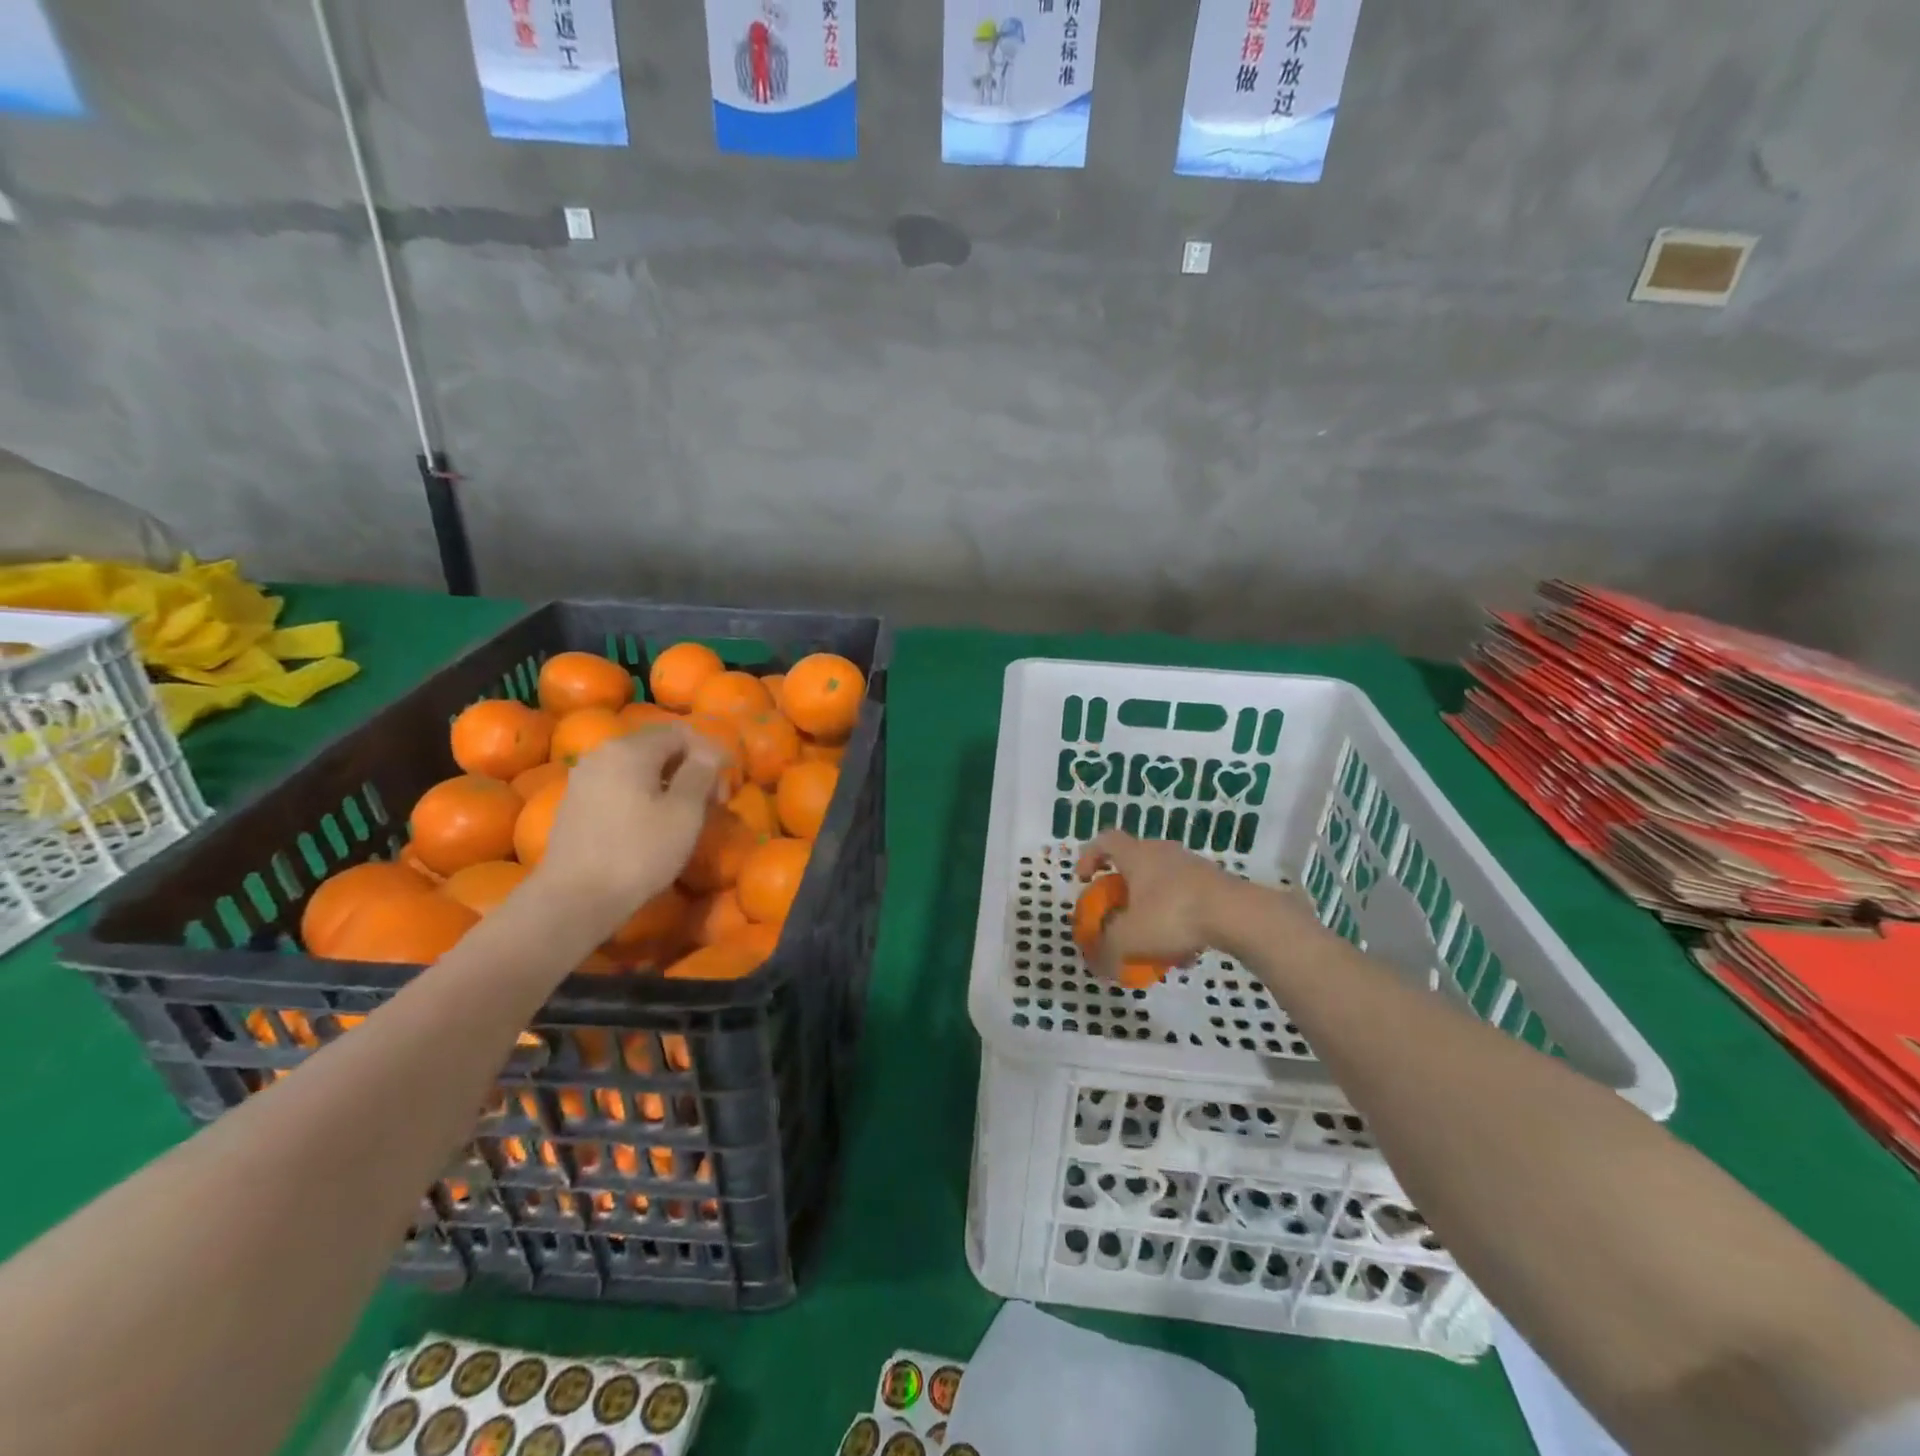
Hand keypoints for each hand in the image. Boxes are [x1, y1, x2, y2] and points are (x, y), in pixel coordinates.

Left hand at [531, 723, 722, 936]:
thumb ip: (700, 773)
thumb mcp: (684, 812)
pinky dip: (643, 795)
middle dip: (690, 768)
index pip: (680, 733)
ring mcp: (584, 779)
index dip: (710, 753)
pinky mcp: (575, 804)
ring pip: (637, 768)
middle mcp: (603, 754)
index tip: (725, 787)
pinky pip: (619, 786)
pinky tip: (652, 824)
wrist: (575, 898)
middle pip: (657, 747)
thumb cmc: (639, 852)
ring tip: (685, 814)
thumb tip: (709, 750)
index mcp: (631, 749)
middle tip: (711, 803)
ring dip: (667, 783)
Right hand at [1076, 831, 1235, 974]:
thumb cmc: (1172, 915)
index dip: (1089, 856)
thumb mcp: (1129, 938)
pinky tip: (1184, 952)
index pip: (1105, 841)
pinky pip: (1187, 899)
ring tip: (1152, 941)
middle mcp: (1162, 852)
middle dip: (1123, 888)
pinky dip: (1178, 920)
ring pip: (1163, 884)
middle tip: (1118, 911)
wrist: (1237, 914)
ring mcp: (1192, 866)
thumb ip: (1107, 949)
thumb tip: (1096, 962)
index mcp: (1137, 856)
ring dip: (1152, 908)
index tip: (1084, 879)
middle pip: (1135, 862)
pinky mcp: (1215, 883)